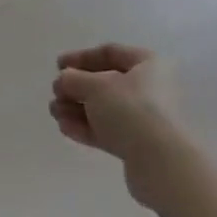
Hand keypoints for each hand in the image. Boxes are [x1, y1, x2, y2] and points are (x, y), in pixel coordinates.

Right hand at [49, 44, 188, 209]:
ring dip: (77, 109)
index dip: (81, 57)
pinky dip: (86, 127)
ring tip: (55, 113)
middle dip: (77, 88)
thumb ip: (73, 79)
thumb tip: (64, 80)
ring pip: (105, 109)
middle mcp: (151, 89)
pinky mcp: (140, 146)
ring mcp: (146, 119)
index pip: (110, 53)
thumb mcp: (95, 86)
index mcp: (148, 65)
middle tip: (56, 93)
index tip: (58, 66)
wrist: (161, 163)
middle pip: (106, 83)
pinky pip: (109, 131)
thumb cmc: (130, 109)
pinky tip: (65, 128)